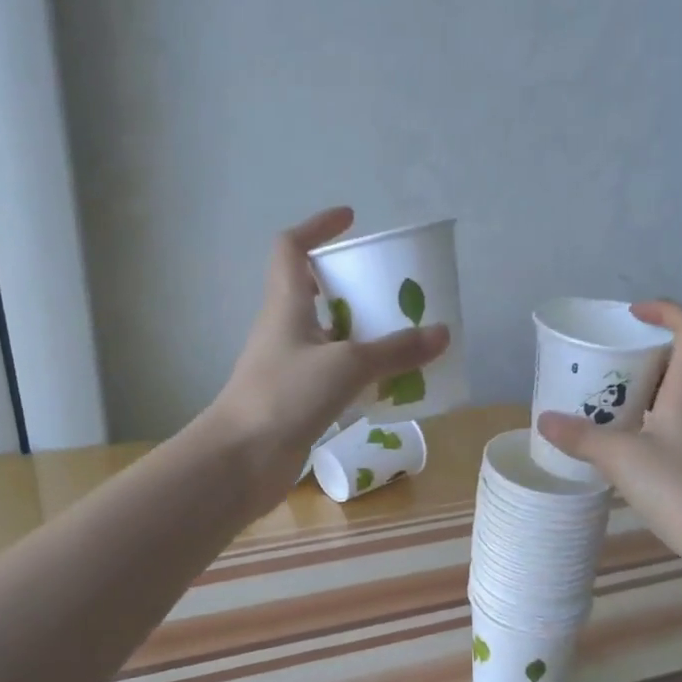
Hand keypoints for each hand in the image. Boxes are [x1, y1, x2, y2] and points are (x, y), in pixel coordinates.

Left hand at [206, 208, 449, 507]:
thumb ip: (395, 351)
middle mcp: (283, 329)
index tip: (351, 220)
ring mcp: (287, 366)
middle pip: (313, 290)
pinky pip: (332, 373)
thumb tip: (441, 333)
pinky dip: (358, 372)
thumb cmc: (284, 396)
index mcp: (285, 304)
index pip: (291, 247)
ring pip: (326, 335)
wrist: (240, 461)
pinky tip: (387, 384)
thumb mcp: (346, 366)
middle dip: (350, 284)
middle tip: (390, 288)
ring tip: (400, 335)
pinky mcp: (295, 400)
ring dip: (359, 331)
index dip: (317, 227)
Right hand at [536, 301, 681, 558]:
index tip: (632, 313)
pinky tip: (615, 445)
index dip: (666, 311)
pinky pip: (664, 430)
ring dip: (636, 394)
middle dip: (639, 356)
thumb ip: (582, 438)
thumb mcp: (622, 459)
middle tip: (601, 363)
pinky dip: (639, 426)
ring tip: (598, 402)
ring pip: (667, 400)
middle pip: (675, 365)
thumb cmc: (681, 489)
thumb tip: (544, 421)